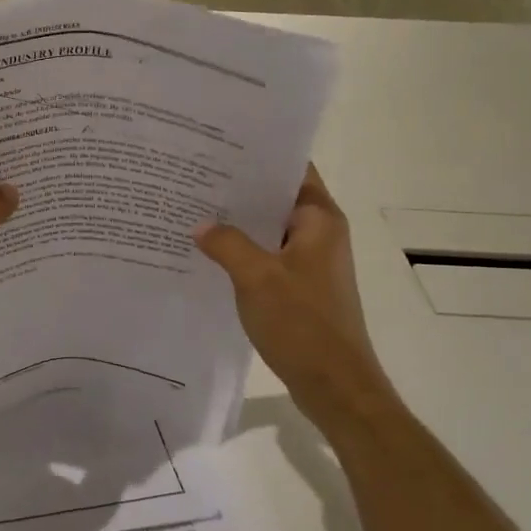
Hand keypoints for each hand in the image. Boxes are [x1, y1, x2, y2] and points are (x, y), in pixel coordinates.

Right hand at [194, 165, 392, 439]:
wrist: (335, 386)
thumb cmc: (303, 324)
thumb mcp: (256, 278)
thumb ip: (226, 244)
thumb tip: (201, 225)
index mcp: (319, 219)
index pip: (292, 169)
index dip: (260, 154)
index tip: (221, 144)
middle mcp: (320, 233)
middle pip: (277, 197)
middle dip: (240, 188)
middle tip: (195, 174)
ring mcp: (311, 262)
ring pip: (270, 229)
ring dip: (239, 222)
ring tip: (195, 207)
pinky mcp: (300, 287)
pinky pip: (268, 256)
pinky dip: (243, 251)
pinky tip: (209, 252)